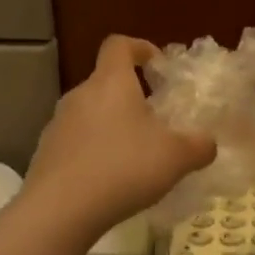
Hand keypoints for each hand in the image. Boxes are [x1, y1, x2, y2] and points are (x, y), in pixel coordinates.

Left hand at [26, 35, 216, 234]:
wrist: (60, 210)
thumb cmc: (123, 168)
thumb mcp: (176, 157)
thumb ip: (199, 146)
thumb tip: (208, 143)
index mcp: (111, 83)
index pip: (119, 45)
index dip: (139, 47)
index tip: (157, 64)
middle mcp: (80, 95)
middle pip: (105, 83)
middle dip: (131, 97)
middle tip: (156, 122)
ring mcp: (58, 124)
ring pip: (91, 115)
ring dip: (112, 127)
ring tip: (135, 156)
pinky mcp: (46, 153)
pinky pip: (77, 143)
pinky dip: (95, 152)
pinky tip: (110, 181)